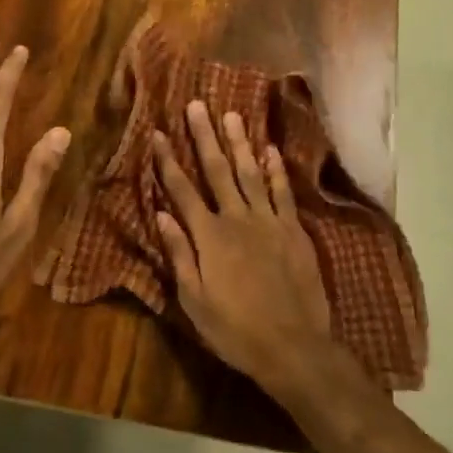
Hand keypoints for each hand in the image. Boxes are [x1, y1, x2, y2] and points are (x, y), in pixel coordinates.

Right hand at [154, 101, 331, 390]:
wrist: (294, 347)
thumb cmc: (235, 330)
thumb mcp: (194, 300)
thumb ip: (179, 253)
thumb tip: (161, 213)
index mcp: (209, 236)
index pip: (182, 190)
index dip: (168, 161)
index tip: (157, 133)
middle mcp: (237, 219)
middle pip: (216, 170)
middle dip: (204, 136)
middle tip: (196, 105)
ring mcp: (268, 221)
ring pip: (250, 172)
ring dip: (239, 142)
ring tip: (231, 114)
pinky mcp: (293, 229)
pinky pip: (282, 191)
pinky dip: (275, 168)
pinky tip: (269, 148)